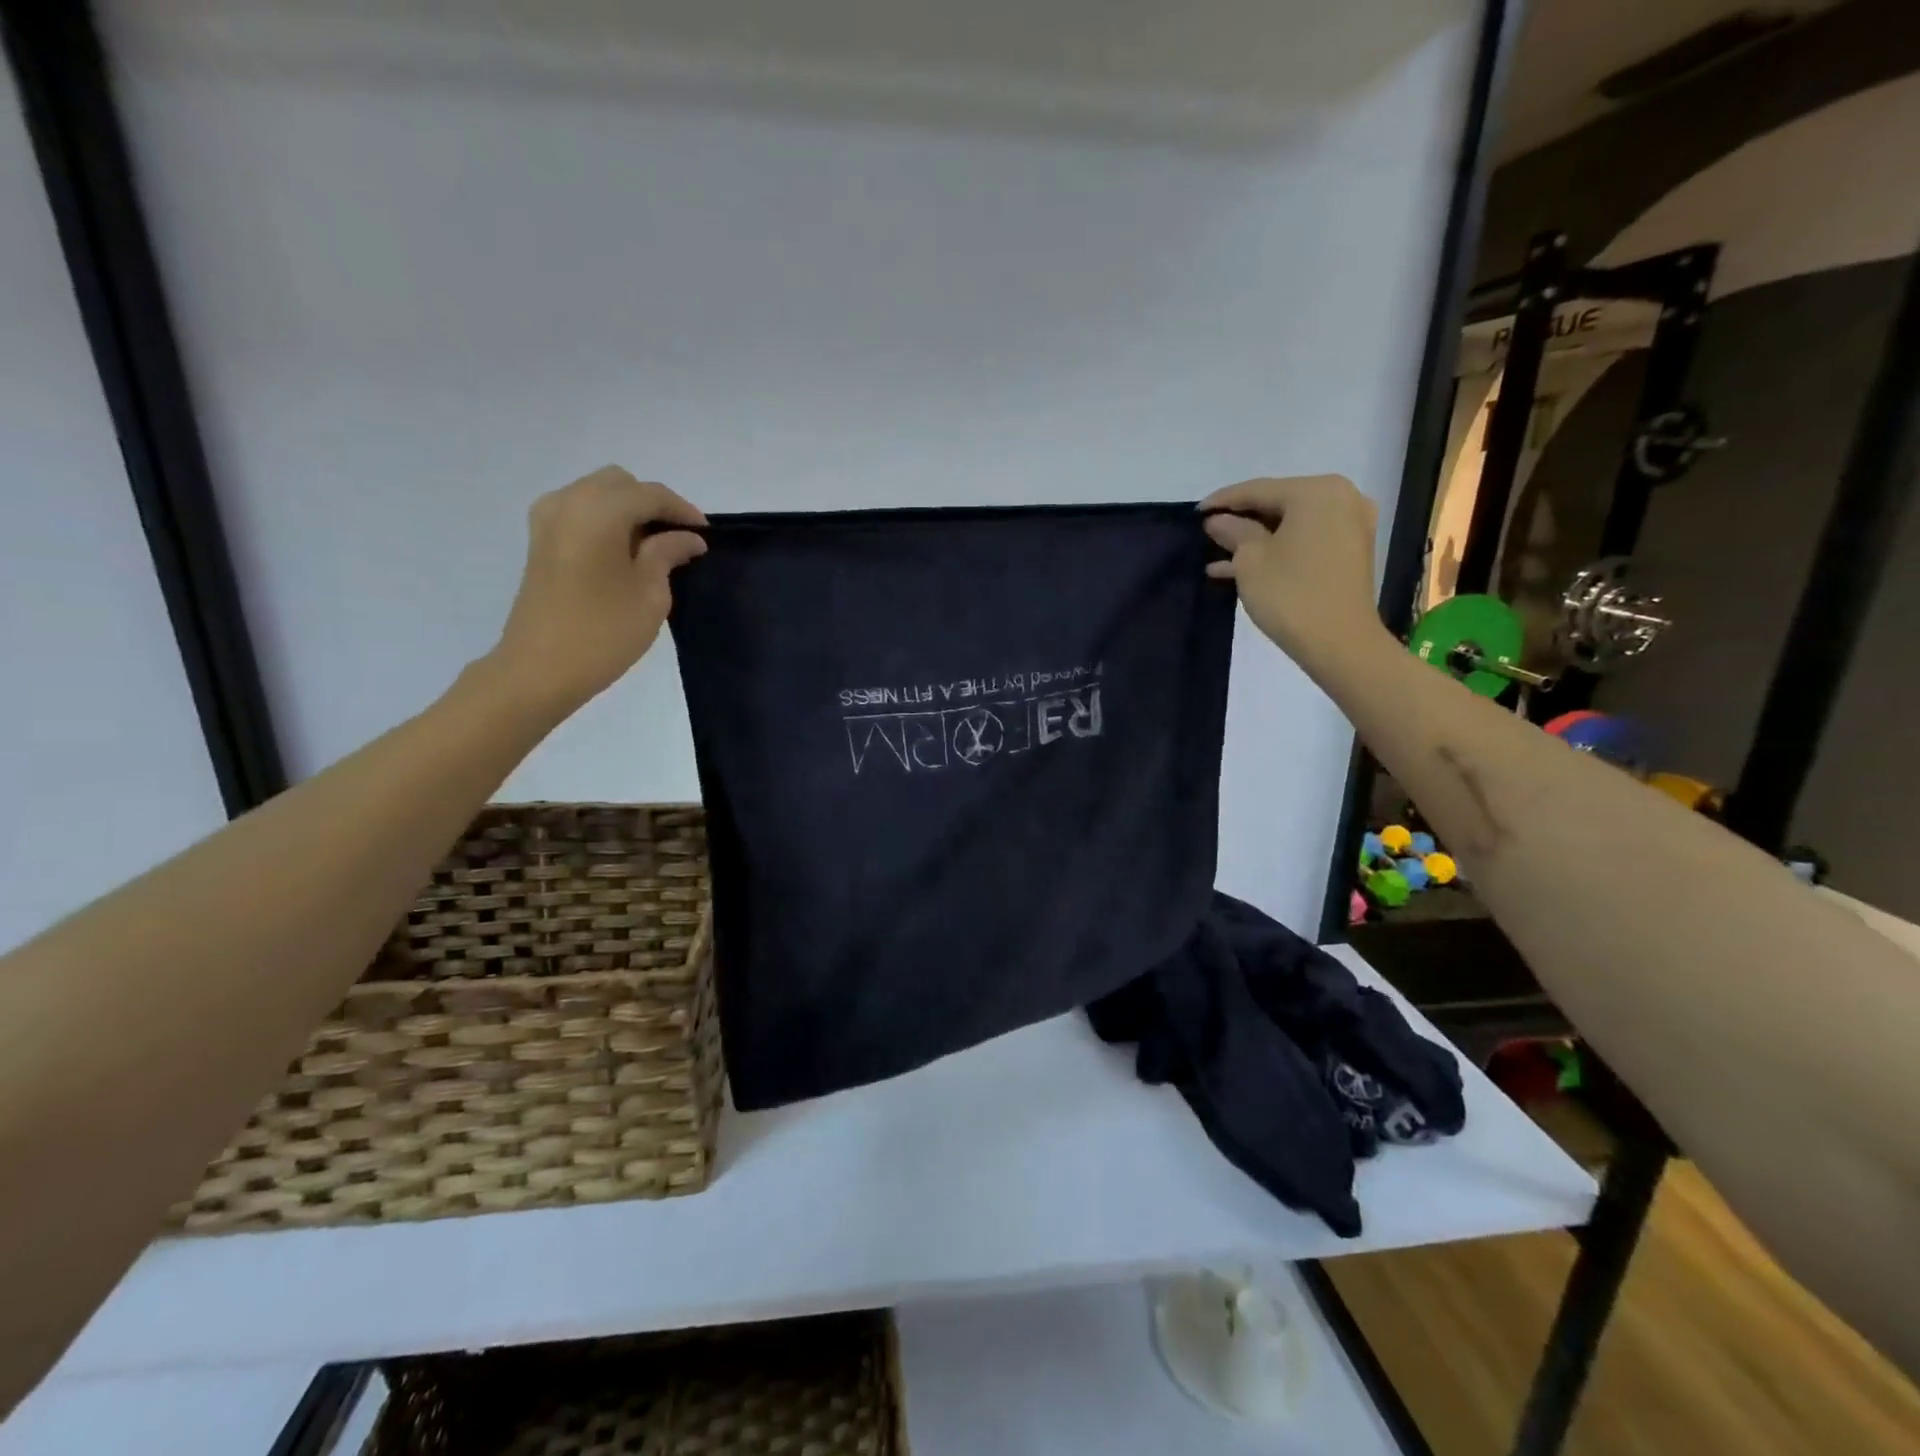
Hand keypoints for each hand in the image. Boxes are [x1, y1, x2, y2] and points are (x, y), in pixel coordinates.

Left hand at [488, 467, 707, 715]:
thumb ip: (668, 554)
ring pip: (598, 493)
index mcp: (599, 511)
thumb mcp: (650, 593)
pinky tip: (625, 552)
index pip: (650, 494)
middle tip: (680, 539)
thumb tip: (687, 537)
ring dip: (629, 511)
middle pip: (620, 484)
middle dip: (653, 504)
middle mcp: (568, 502)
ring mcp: (548, 519)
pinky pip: (580, 511)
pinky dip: (607, 520)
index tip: (706, 535)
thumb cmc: (604, 632)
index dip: (683, 511)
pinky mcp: (540, 540)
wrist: (540, 669)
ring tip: (654, 547)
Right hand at [1202, 475, 1386, 671]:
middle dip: (1241, 520)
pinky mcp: (1350, 551)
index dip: (1223, 501)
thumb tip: (1217, 520)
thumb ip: (1232, 531)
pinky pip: (1305, 540)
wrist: (1340, 644)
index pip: (1259, 489)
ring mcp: (1350, 525)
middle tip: (1208, 531)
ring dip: (1255, 539)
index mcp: (1317, 491)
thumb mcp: (1250, 561)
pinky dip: (1277, 550)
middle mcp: (1341, 498)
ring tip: (1217, 553)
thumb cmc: (1291, 595)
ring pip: (1290, 525)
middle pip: (1278, 503)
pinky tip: (1241, 567)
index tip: (1194, 513)